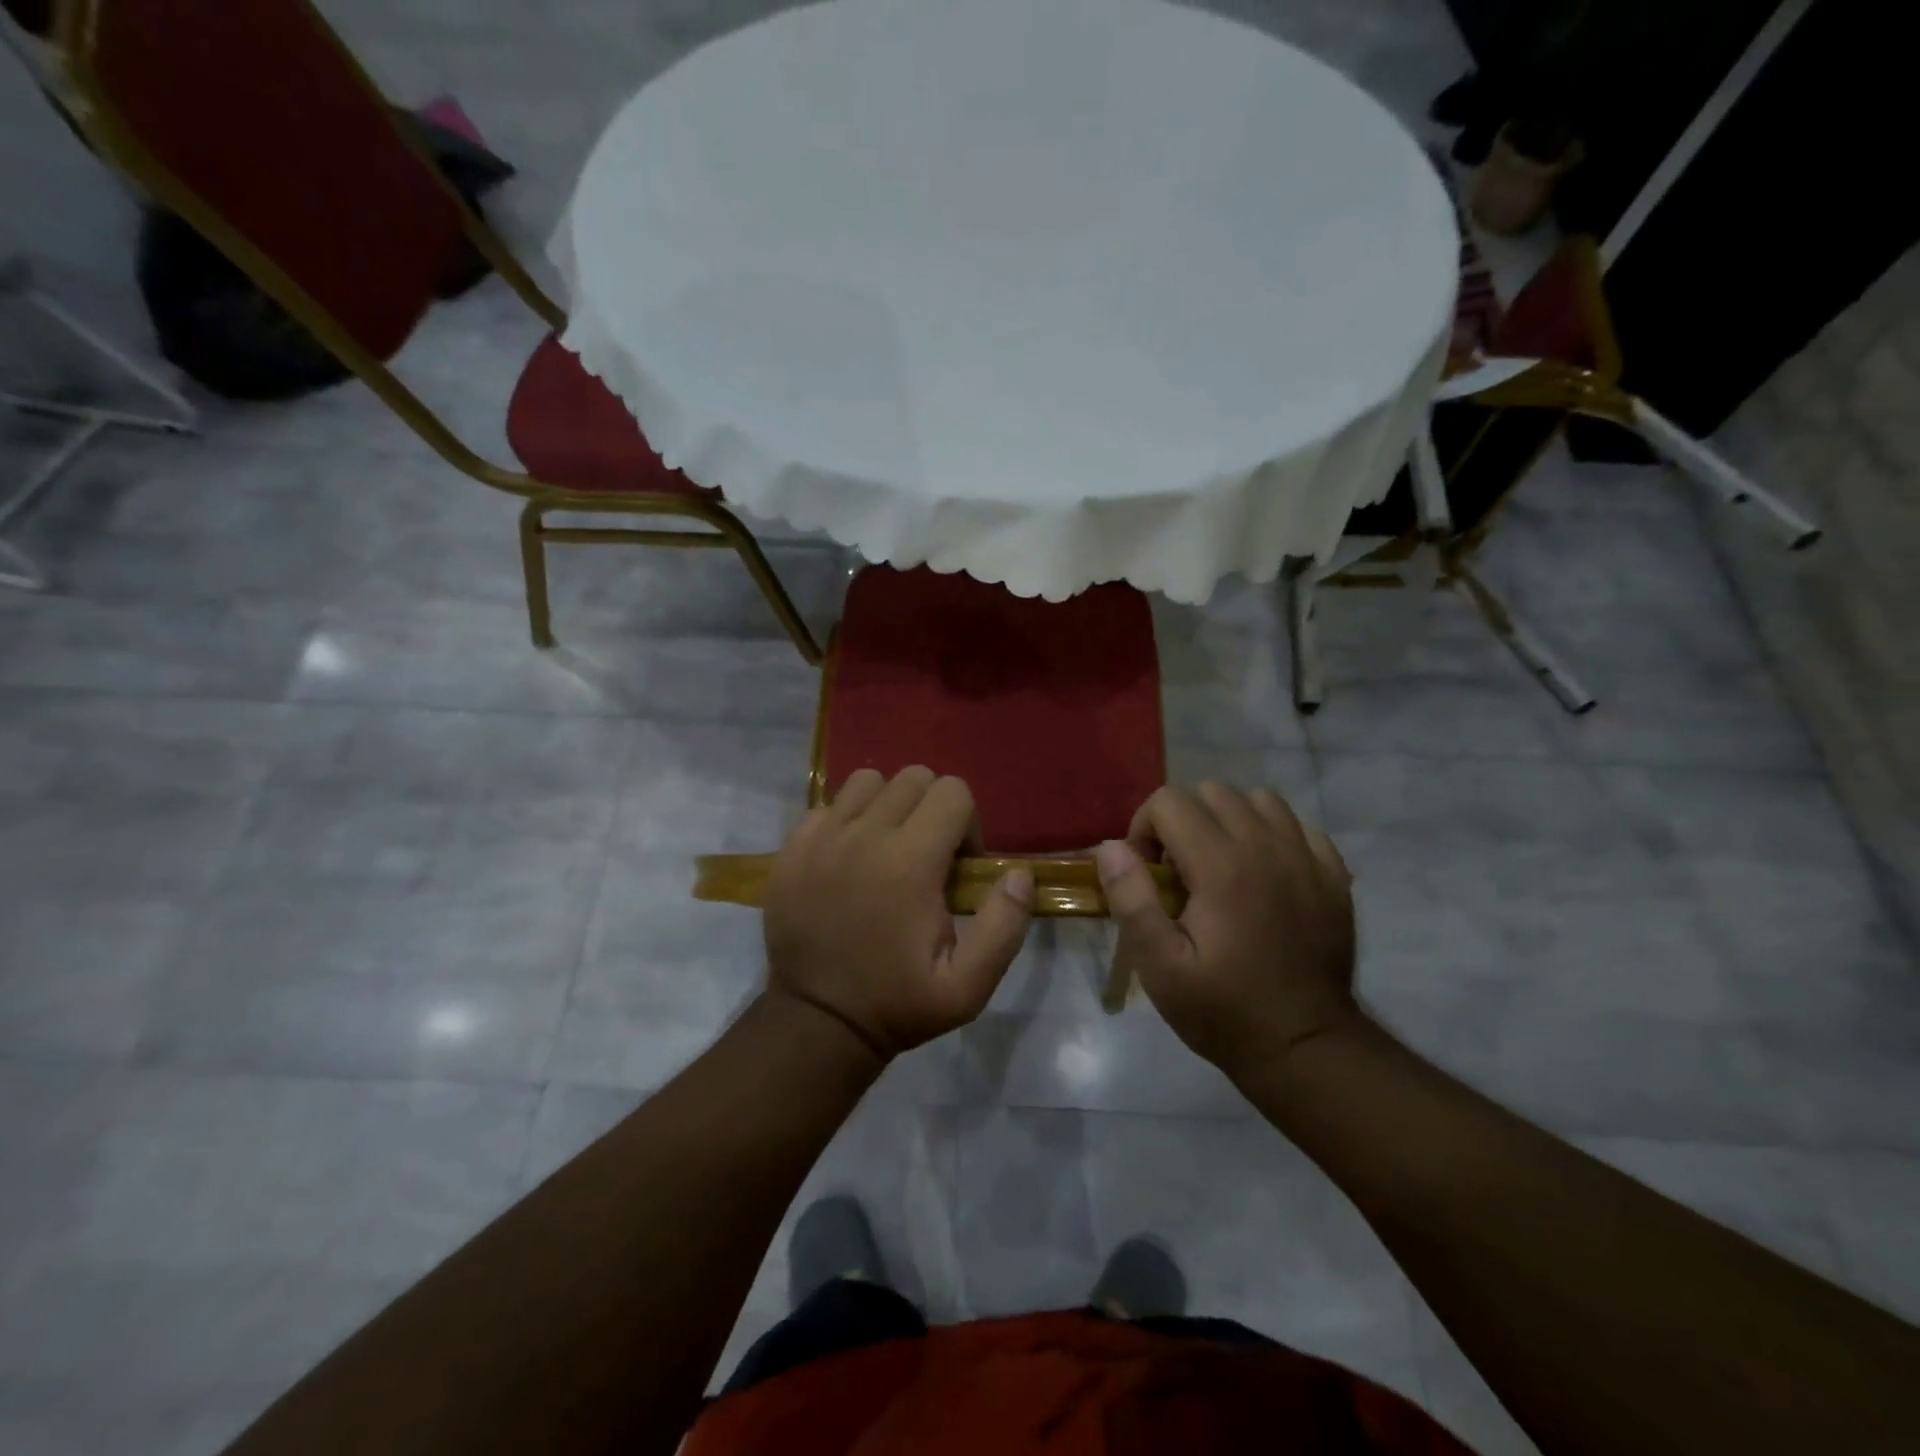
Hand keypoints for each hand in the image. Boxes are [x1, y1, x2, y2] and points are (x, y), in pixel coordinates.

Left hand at [763, 767, 1034, 1059]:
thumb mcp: (968, 987)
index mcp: (910, 862)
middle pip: (913, 778)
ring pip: (868, 781)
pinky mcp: (792, 846)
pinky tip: (849, 858)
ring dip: (888, 805)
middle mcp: (865, 835)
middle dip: (932, 809)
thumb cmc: (898, 1003)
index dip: (967, 824)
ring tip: (888, 848)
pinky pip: (828, 804)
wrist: (818, 1021)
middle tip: (927, 857)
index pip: (953, 792)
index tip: (958, 866)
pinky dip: (847, 819)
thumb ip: (1004, 926)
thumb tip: (1018, 873)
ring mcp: (822, 836)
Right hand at [1094, 783, 1356, 1084]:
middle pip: (1211, 791)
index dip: (1145, 829)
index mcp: (1221, 865)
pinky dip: (1272, 834)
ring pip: (1257, 800)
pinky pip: (1297, 825)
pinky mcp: (1333, 874)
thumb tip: (1110, 847)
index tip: (1149, 873)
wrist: (1305, 1046)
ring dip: (1228, 820)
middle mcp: (1266, 846)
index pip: (1170, 801)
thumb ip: (1131, 900)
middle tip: (1178, 871)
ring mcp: (1306, 857)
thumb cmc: (1223, 1009)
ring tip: (1219, 864)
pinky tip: (1263, 872)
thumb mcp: (1160, 966)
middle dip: (1182, 820)